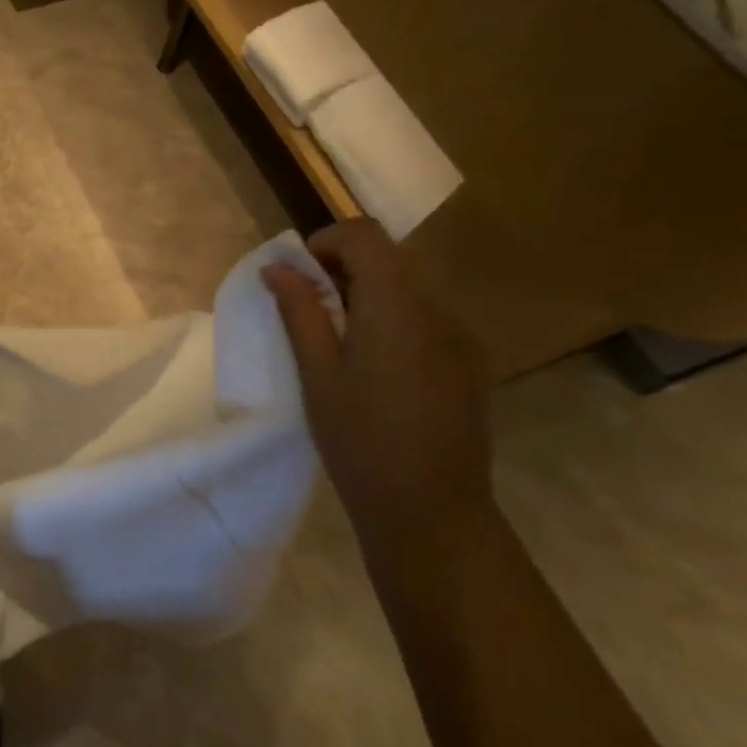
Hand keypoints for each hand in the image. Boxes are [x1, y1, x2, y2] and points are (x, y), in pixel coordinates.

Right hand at [264, 218, 491, 526]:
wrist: (431, 511)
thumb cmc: (360, 442)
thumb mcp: (317, 375)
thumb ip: (300, 312)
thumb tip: (278, 267)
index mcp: (397, 309)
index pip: (365, 236)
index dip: (326, 241)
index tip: (297, 274)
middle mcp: (438, 311)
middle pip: (388, 260)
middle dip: (340, 270)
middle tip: (306, 310)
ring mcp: (460, 337)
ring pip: (406, 290)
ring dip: (365, 296)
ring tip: (335, 343)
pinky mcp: (468, 363)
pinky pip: (424, 320)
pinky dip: (390, 321)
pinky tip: (373, 369)